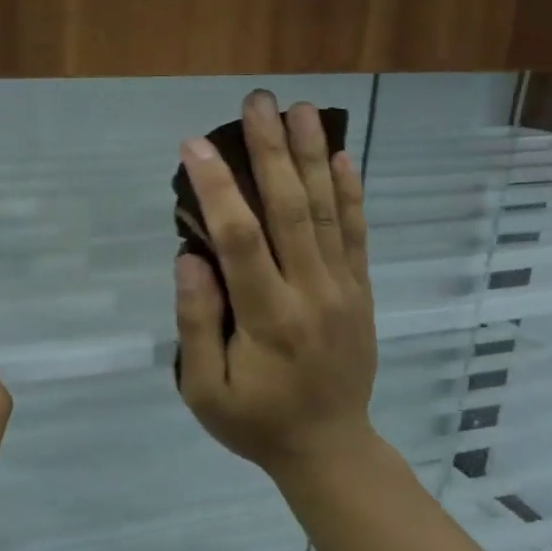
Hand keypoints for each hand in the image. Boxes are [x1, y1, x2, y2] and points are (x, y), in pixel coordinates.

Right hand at [174, 92, 378, 483]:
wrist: (330, 448)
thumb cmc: (256, 421)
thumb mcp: (205, 389)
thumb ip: (195, 323)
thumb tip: (190, 257)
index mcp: (268, 318)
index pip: (240, 240)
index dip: (218, 188)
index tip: (196, 144)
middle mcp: (311, 293)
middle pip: (290, 210)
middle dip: (271, 151)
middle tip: (257, 101)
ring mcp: (343, 289)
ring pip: (326, 212)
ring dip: (313, 156)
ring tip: (301, 109)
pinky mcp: (361, 291)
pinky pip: (356, 234)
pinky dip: (350, 193)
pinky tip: (342, 156)